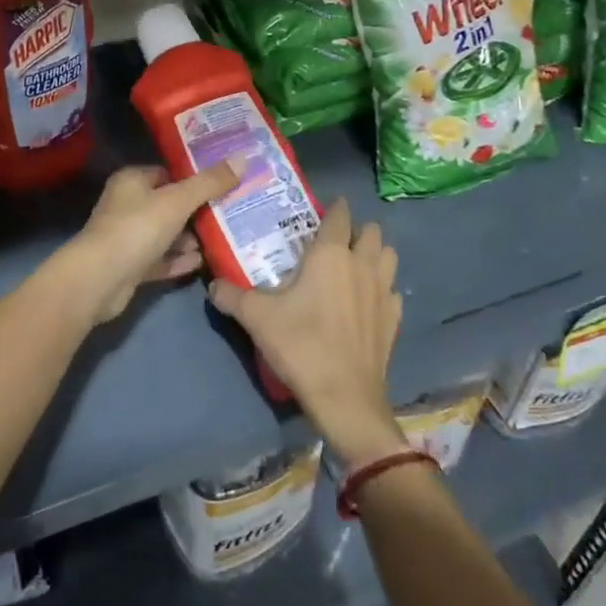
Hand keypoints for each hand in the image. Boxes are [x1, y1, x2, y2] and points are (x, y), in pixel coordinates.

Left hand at [49, 162, 242, 323]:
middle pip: (168, 204)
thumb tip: (243, 158)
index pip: (167, 173)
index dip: (194, 177)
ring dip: (188, 238)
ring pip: (165, 233)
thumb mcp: (177, 201)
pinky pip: (160, 259)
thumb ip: (210, 182)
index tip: (224, 183)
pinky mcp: (129, 266)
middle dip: (196, 211)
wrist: (99, 280)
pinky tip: (201, 262)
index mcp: (132, 181)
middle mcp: (126, 205)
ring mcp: (127, 237)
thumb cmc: (137, 228)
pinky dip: (178, 260)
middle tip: (229, 213)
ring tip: (220, 239)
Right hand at [207, 199, 406, 466]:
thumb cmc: (300, 345)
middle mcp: (362, 264)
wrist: (344, 398)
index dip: (334, 207)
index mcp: (330, 254)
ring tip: (355, 265)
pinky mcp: (394, 319)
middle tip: (334, 241)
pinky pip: (393, 290)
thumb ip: (231, 296)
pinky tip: (367, 301)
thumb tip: (212, 285)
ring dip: (375, 254)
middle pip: (372, 231)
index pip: (340, 215)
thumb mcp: (256, 318)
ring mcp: (383, 291)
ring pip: (389, 256)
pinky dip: (383, 288)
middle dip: (357, 229)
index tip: (321, 210)